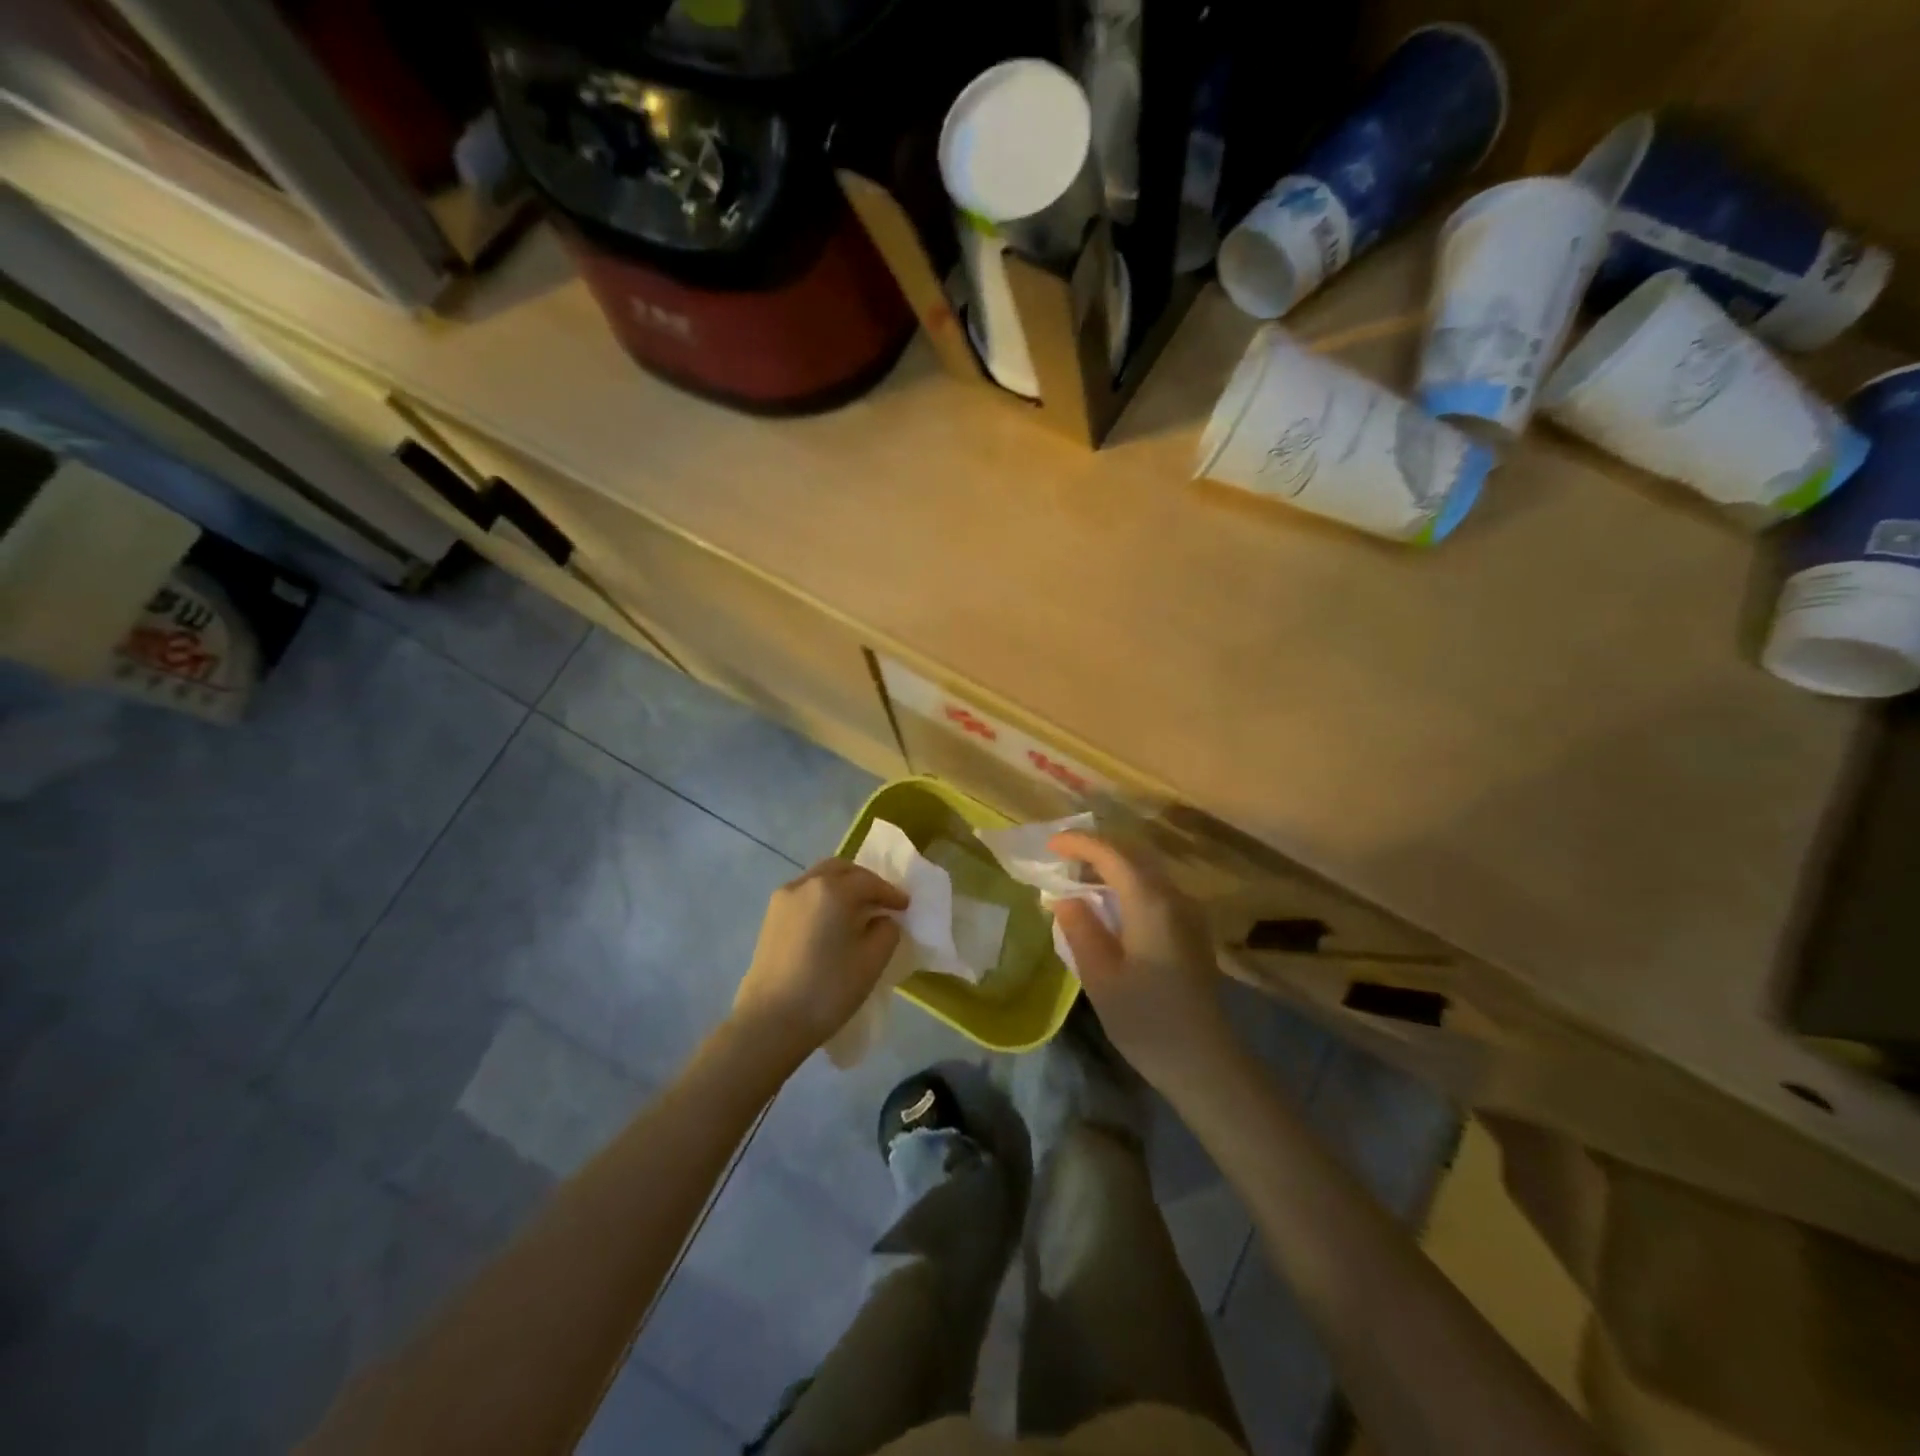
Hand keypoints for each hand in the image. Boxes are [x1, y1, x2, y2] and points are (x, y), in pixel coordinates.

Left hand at [732, 859, 907, 1062]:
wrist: (769, 1022)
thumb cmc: (827, 989)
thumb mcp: (872, 961)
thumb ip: (886, 931)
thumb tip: (881, 920)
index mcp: (833, 890)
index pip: (870, 882)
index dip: (891, 893)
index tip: (905, 906)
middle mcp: (805, 884)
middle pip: (841, 870)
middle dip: (864, 881)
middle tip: (881, 901)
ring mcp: (783, 899)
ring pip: (819, 879)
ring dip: (841, 887)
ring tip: (857, 911)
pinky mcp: (770, 918)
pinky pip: (804, 895)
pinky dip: (823, 899)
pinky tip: (831, 923)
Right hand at [1049, 832, 1236, 1091]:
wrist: (1204, 1061)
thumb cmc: (1146, 1020)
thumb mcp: (1100, 976)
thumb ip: (1080, 928)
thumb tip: (1064, 898)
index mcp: (1151, 903)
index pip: (1112, 854)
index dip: (1080, 843)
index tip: (1050, 844)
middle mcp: (1174, 897)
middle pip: (1133, 854)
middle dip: (1096, 849)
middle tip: (1061, 857)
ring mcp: (1188, 912)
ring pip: (1146, 870)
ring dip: (1113, 865)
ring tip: (1078, 878)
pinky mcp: (1191, 928)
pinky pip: (1155, 888)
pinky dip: (1127, 882)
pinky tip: (1108, 903)